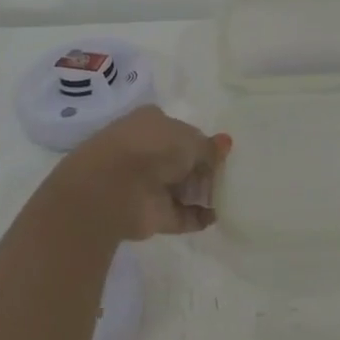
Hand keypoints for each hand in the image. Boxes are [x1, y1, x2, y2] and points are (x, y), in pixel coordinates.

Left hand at [50, 106, 231, 240]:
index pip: (182, 131)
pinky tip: (215, 217)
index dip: (202, 143)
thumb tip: (226, 143)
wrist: (110, 189)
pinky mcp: (149, 214)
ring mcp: (147, 184)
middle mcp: (148, 150)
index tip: (221, 155)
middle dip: (204, 170)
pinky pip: (179, 214)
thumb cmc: (151, 148)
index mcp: (152, 122)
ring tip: (228, 197)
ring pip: (181, 187)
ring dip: (202, 194)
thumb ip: (209, 147)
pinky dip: (197, 217)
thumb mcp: (189, 139)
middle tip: (229, 178)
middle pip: (182, 161)